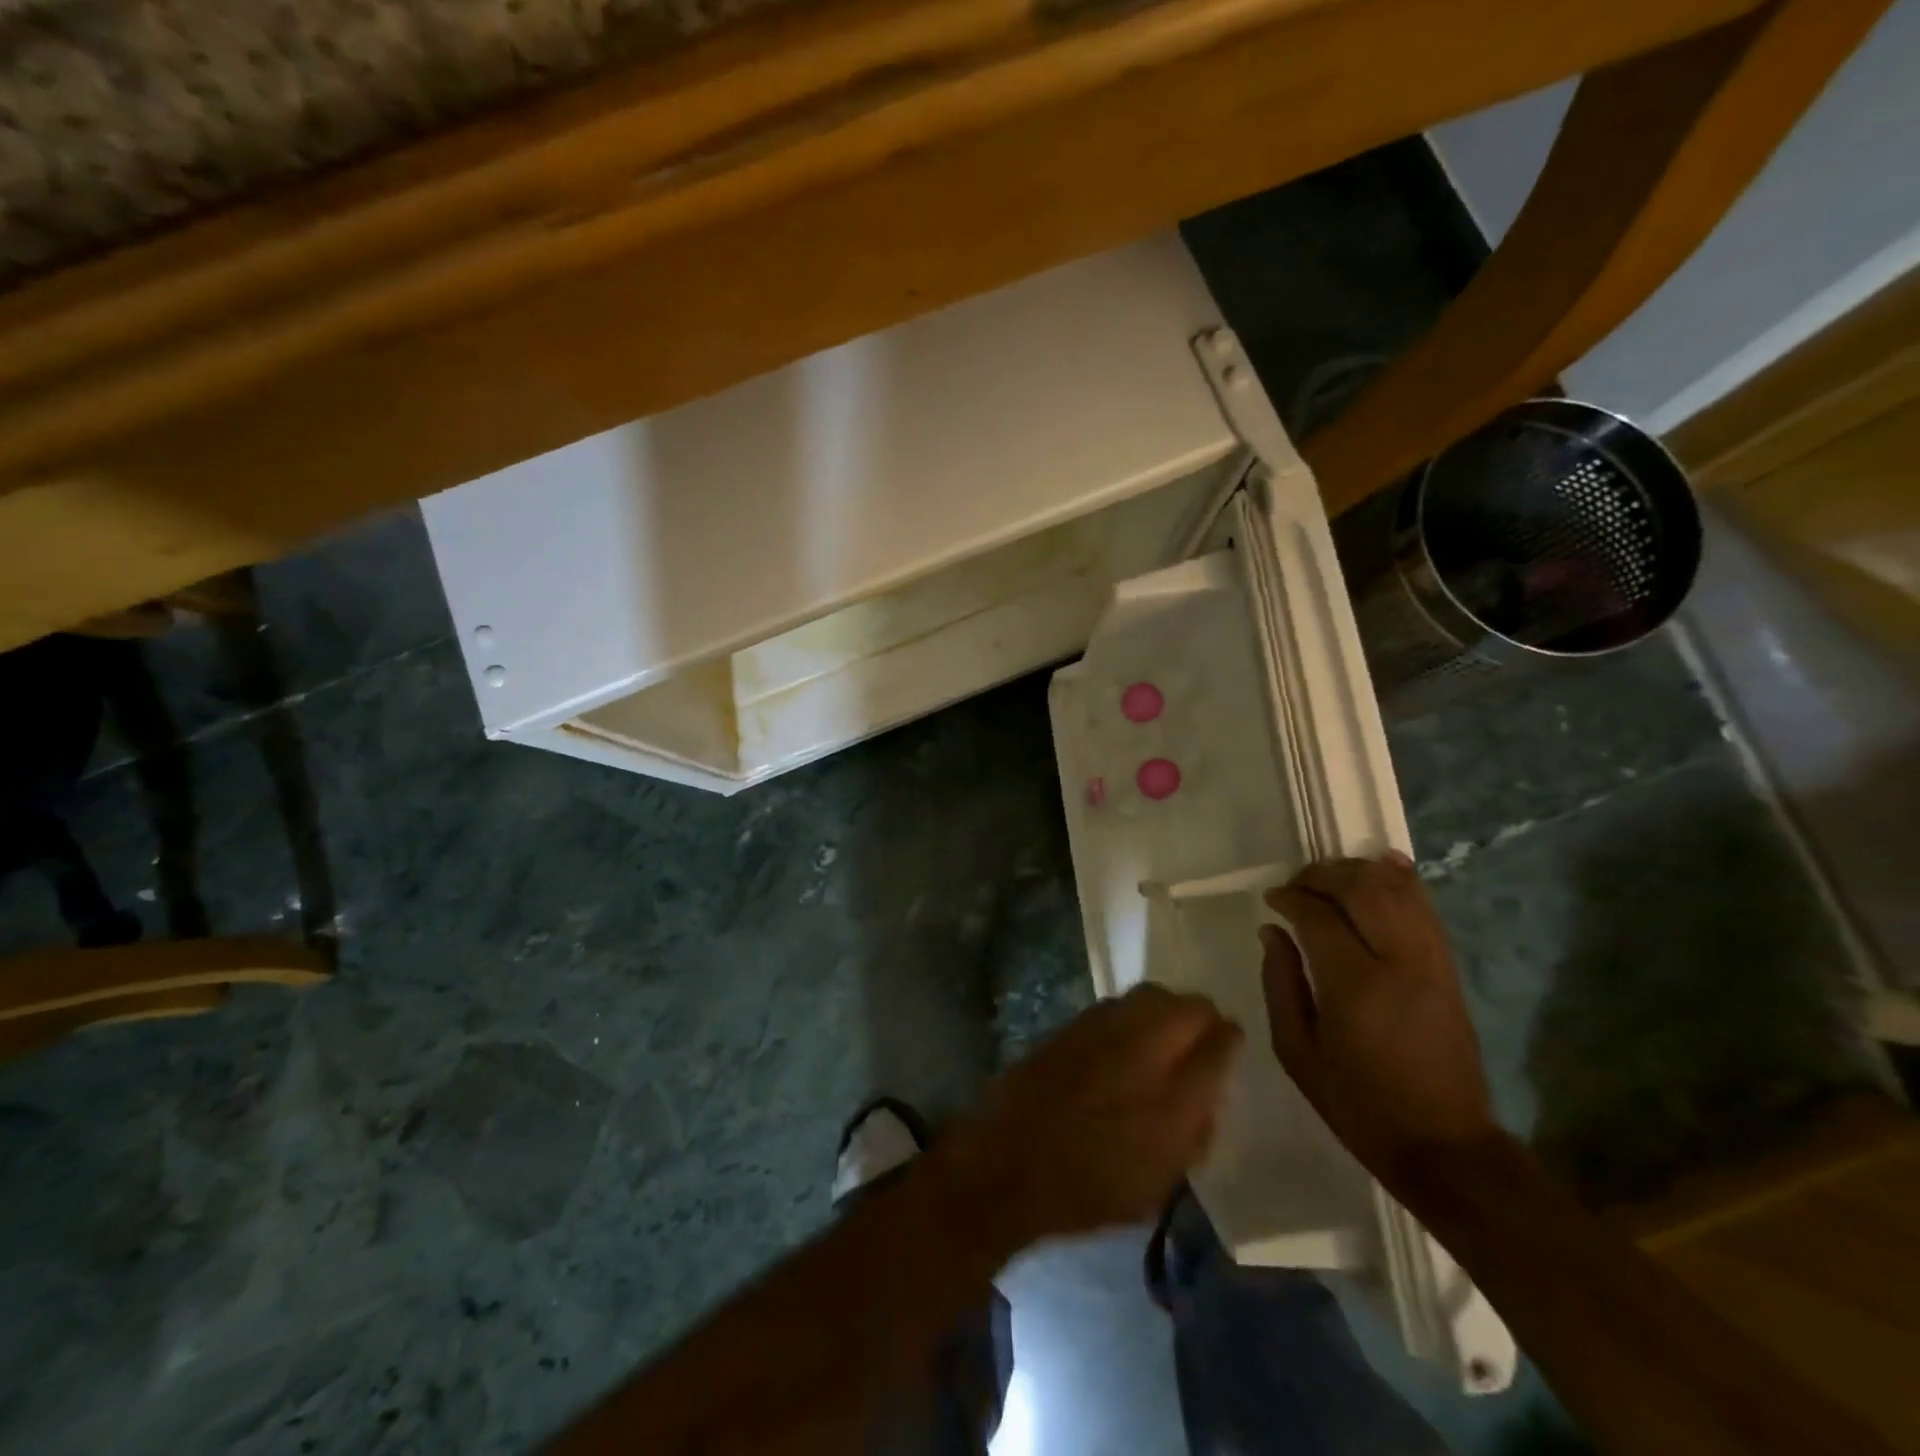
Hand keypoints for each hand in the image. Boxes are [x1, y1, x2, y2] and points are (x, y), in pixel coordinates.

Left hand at [941, 985, 1241, 1244]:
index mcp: (1174, 1100)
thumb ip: (1192, 1133)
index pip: (1219, 1046)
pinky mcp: (1074, 1023)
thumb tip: (1206, 1095)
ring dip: (1168, 1007)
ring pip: (1153, 994)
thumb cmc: (1090, 1189)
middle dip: (1202, 1016)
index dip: (1229, 1041)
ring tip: (1167, 1030)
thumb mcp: (1160, 1182)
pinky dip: (1133, 1012)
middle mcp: (1144, 1051)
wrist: (1010, 1162)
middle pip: (1190, 1006)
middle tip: (1202, 1034)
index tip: (1229, 1043)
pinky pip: (1118, 1003)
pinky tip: (1127, 1035)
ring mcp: (1105, 1030)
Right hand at [1261, 852, 1499, 1195]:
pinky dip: (1403, 880)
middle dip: (1324, 874)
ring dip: (1360, 872)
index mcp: (1355, 986)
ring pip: (1399, 890)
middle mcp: (1399, 962)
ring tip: (1330, 877)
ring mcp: (1432, 962)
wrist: (1444, 1145)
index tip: (1272, 900)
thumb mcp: (1297, 1051)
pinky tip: (1381, 865)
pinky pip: (1427, 907)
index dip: (1291, 897)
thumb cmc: (1358, 1103)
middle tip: (1297, 884)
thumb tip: (1272, 931)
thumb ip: (1280, 983)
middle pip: (1363, 888)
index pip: (1319, 915)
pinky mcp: (1449, 968)